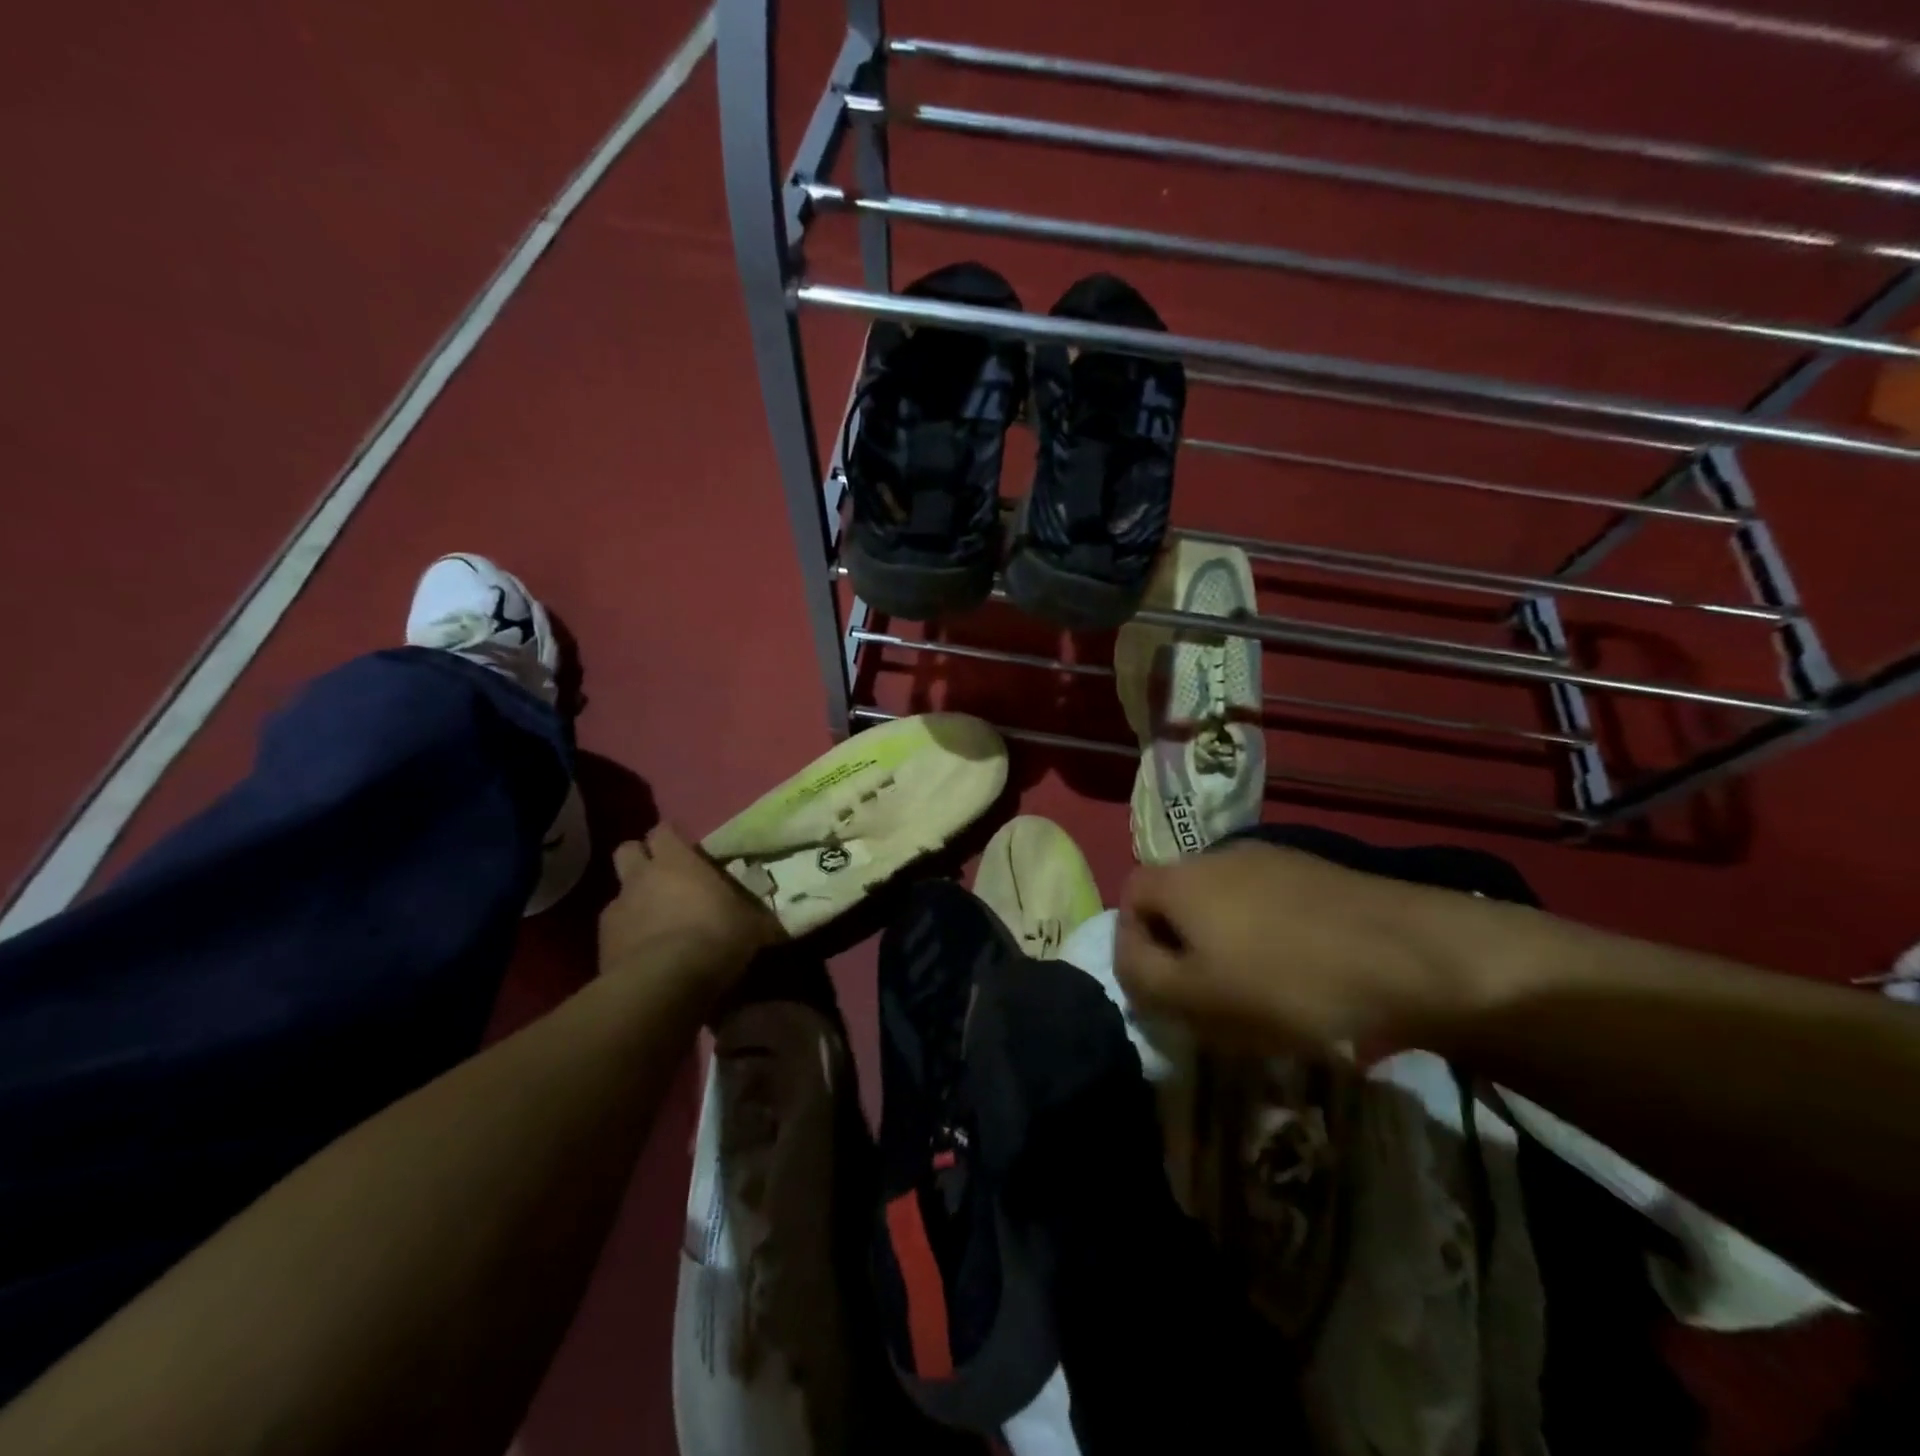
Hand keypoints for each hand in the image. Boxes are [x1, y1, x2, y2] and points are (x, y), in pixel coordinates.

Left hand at [599, 825, 781, 993]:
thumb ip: (754, 914)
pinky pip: (613, 930)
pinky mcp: (601, 944)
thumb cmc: (714, 937)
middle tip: (662, 875)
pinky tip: (644, 953)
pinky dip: (626, 936)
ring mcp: (616, 909)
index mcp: (676, 861)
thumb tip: (773, 919)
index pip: (664, 830)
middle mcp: (641, 877)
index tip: (685, 849)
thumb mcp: (750, 925)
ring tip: (654, 921)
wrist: (664, 984)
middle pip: (628, 850)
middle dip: (641, 858)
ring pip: (619, 892)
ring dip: (634, 901)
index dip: (671, 838)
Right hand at [1114, 842, 1503, 1056]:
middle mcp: (1218, 854)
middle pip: (1178, 899)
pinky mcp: (1316, 870)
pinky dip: (1268, 934)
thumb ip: (1142, 977)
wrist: (1411, 955)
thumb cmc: (1287, 982)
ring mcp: (1272, 856)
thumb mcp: (1196, 997)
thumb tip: (1128, 959)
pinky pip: (1269, 903)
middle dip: (1181, 946)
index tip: (1160, 988)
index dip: (1132, 942)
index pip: (1129, 897)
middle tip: (1206, 996)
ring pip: (1225, 902)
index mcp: (1181, 878)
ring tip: (1257, 988)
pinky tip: (1301, 969)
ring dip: (1226, 941)